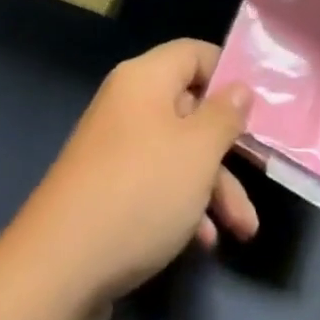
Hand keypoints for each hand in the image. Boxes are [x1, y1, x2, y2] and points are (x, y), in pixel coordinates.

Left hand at [1, 40, 258, 314]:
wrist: (60, 266)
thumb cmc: (140, 191)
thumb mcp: (198, 152)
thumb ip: (224, 116)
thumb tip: (239, 86)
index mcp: (145, 78)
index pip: (193, 53)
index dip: (226, 73)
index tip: (257, 105)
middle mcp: (128, 103)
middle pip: (189, 109)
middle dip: (226, 150)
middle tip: (258, 181)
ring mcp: (114, 147)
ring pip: (176, 153)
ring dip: (212, 187)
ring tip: (242, 231)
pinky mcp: (106, 189)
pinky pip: (154, 183)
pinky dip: (181, 206)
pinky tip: (200, 243)